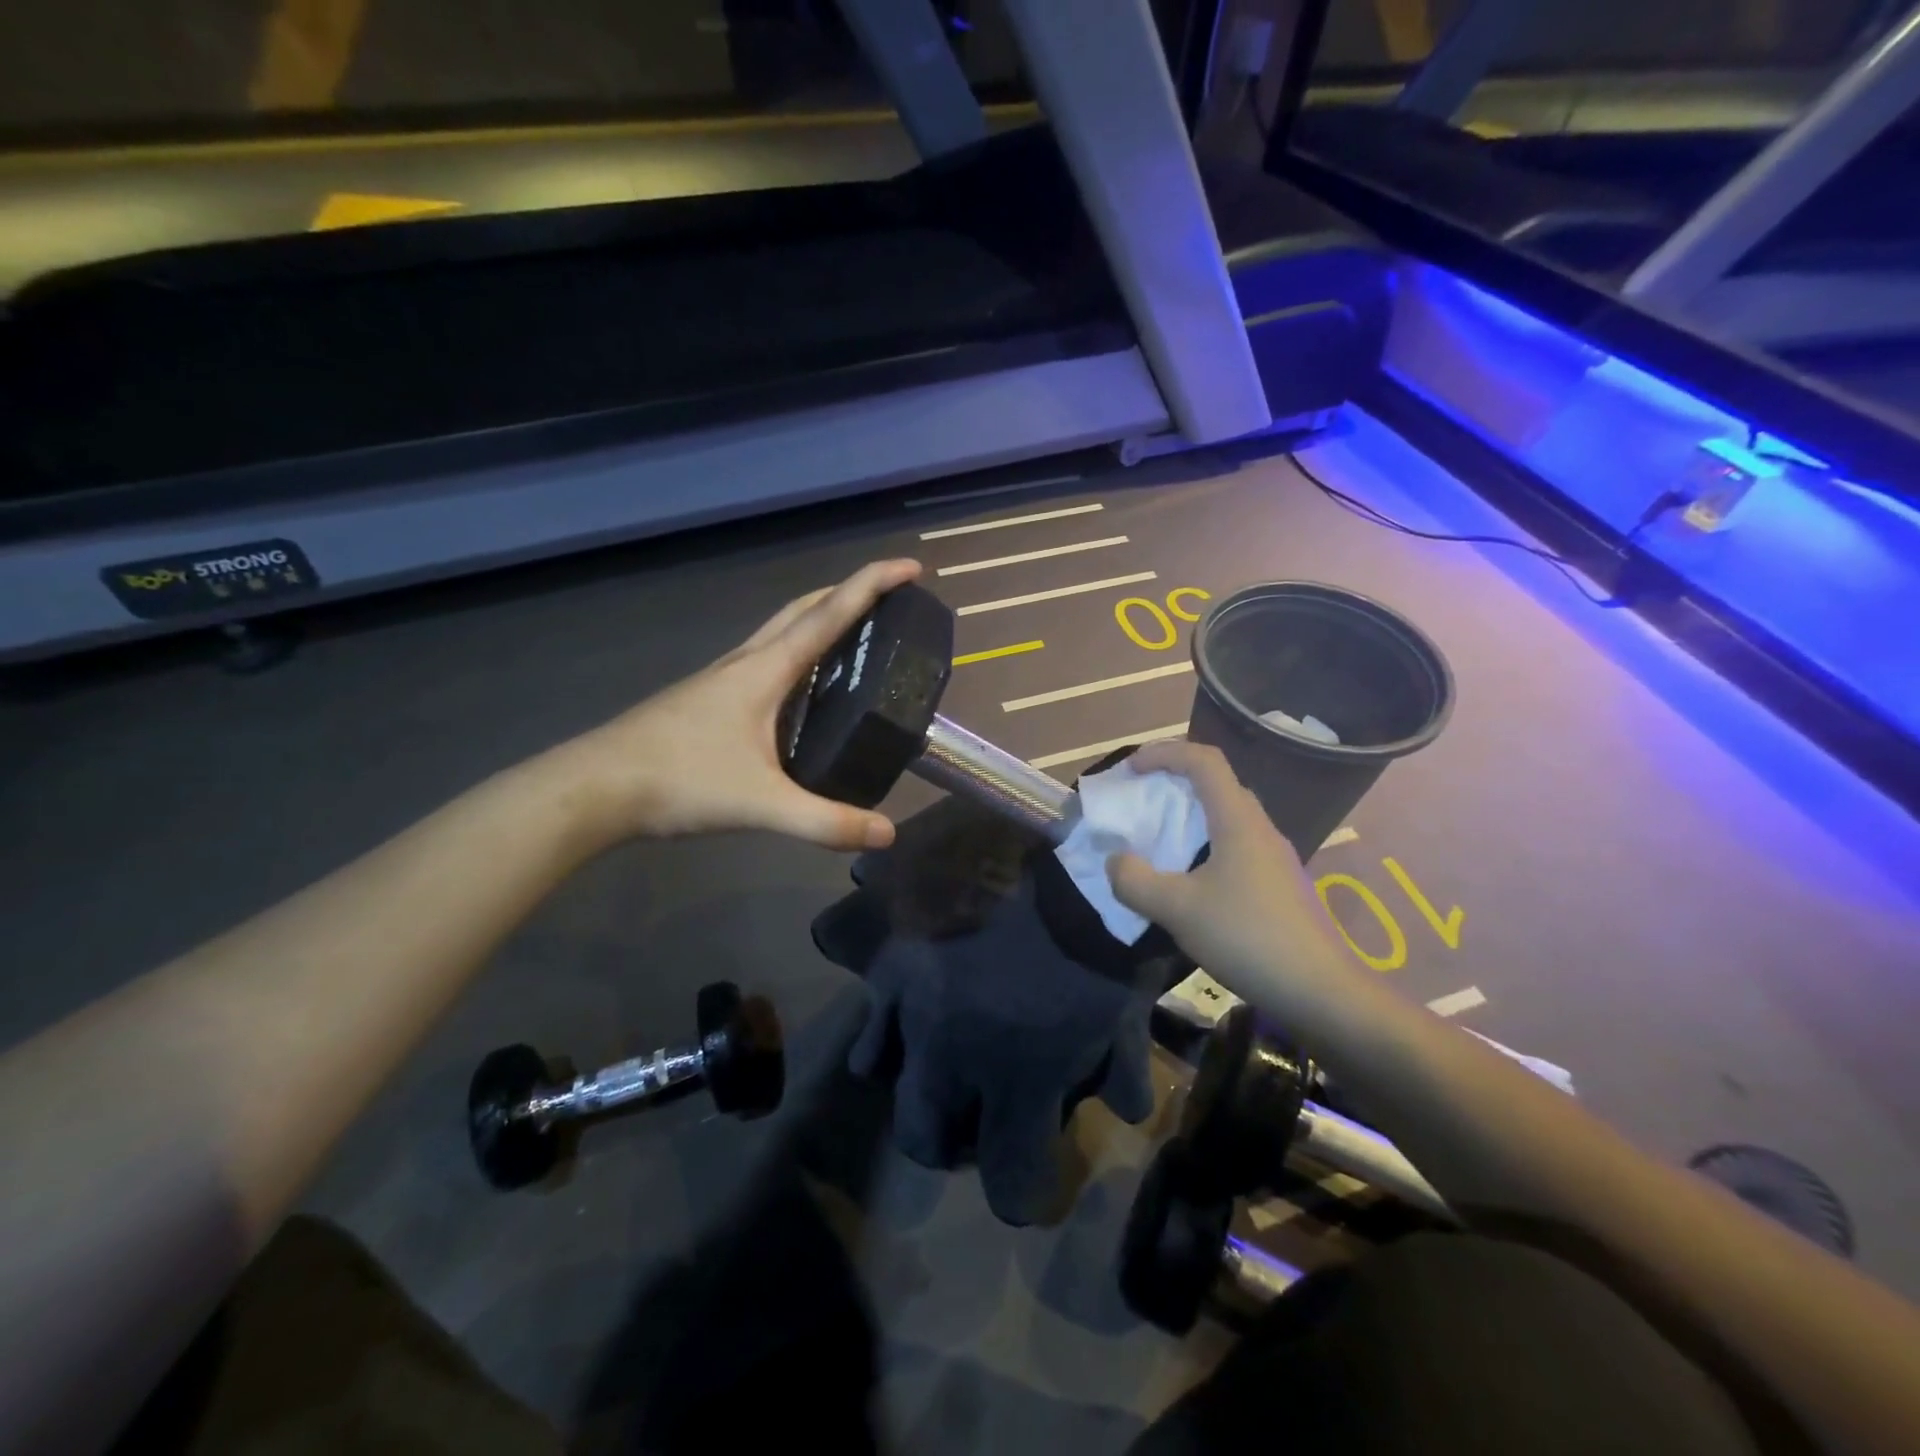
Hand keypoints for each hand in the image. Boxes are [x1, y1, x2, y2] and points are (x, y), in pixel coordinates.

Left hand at [548, 559, 922, 851]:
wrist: (594, 789)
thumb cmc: (679, 781)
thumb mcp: (761, 805)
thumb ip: (826, 821)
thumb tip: (887, 834)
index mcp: (764, 670)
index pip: (829, 614)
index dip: (872, 585)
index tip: (911, 567)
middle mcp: (745, 663)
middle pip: (803, 610)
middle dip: (848, 593)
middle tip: (888, 600)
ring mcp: (722, 680)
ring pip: (780, 633)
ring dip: (820, 620)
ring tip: (854, 639)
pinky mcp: (708, 701)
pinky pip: (764, 661)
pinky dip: (796, 655)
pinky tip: (802, 691)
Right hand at [820, 796, 1167, 1225]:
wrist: (1053, 841)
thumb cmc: (1101, 922)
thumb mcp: (1126, 1001)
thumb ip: (1122, 1068)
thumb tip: (1119, 1110)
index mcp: (1018, 1077)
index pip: (1007, 1182)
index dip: (1021, 1189)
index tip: (1029, 1172)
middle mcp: (951, 1055)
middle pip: (925, 1139)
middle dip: (951, 1143)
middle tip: (974, 1118)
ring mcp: (910, 1003)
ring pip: (884, 1079)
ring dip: (913, 1081)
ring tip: (940, 1058)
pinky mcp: (889, 956)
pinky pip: (870, 1007)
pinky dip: (887, 1021)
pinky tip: (914, 1003)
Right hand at [1104, 740, 1355, 1024]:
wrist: (1320, 991)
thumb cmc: (1247, 938)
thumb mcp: (1177, 910)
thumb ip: (1134, 881)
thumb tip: (1116, 861)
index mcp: (1238, 820)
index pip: (1204, 760)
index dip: (1163, 753)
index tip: (1130, 770)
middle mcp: (1259, 828)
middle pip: (1216, 784)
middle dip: (1173, 782)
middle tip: (1140, 802)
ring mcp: (1273, 856)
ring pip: (1226, 816)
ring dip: (1189, 817)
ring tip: (1157, 841)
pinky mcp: (1278, 883)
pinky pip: (1234, 844)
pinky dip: (1203, 845)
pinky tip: (1188, 881)